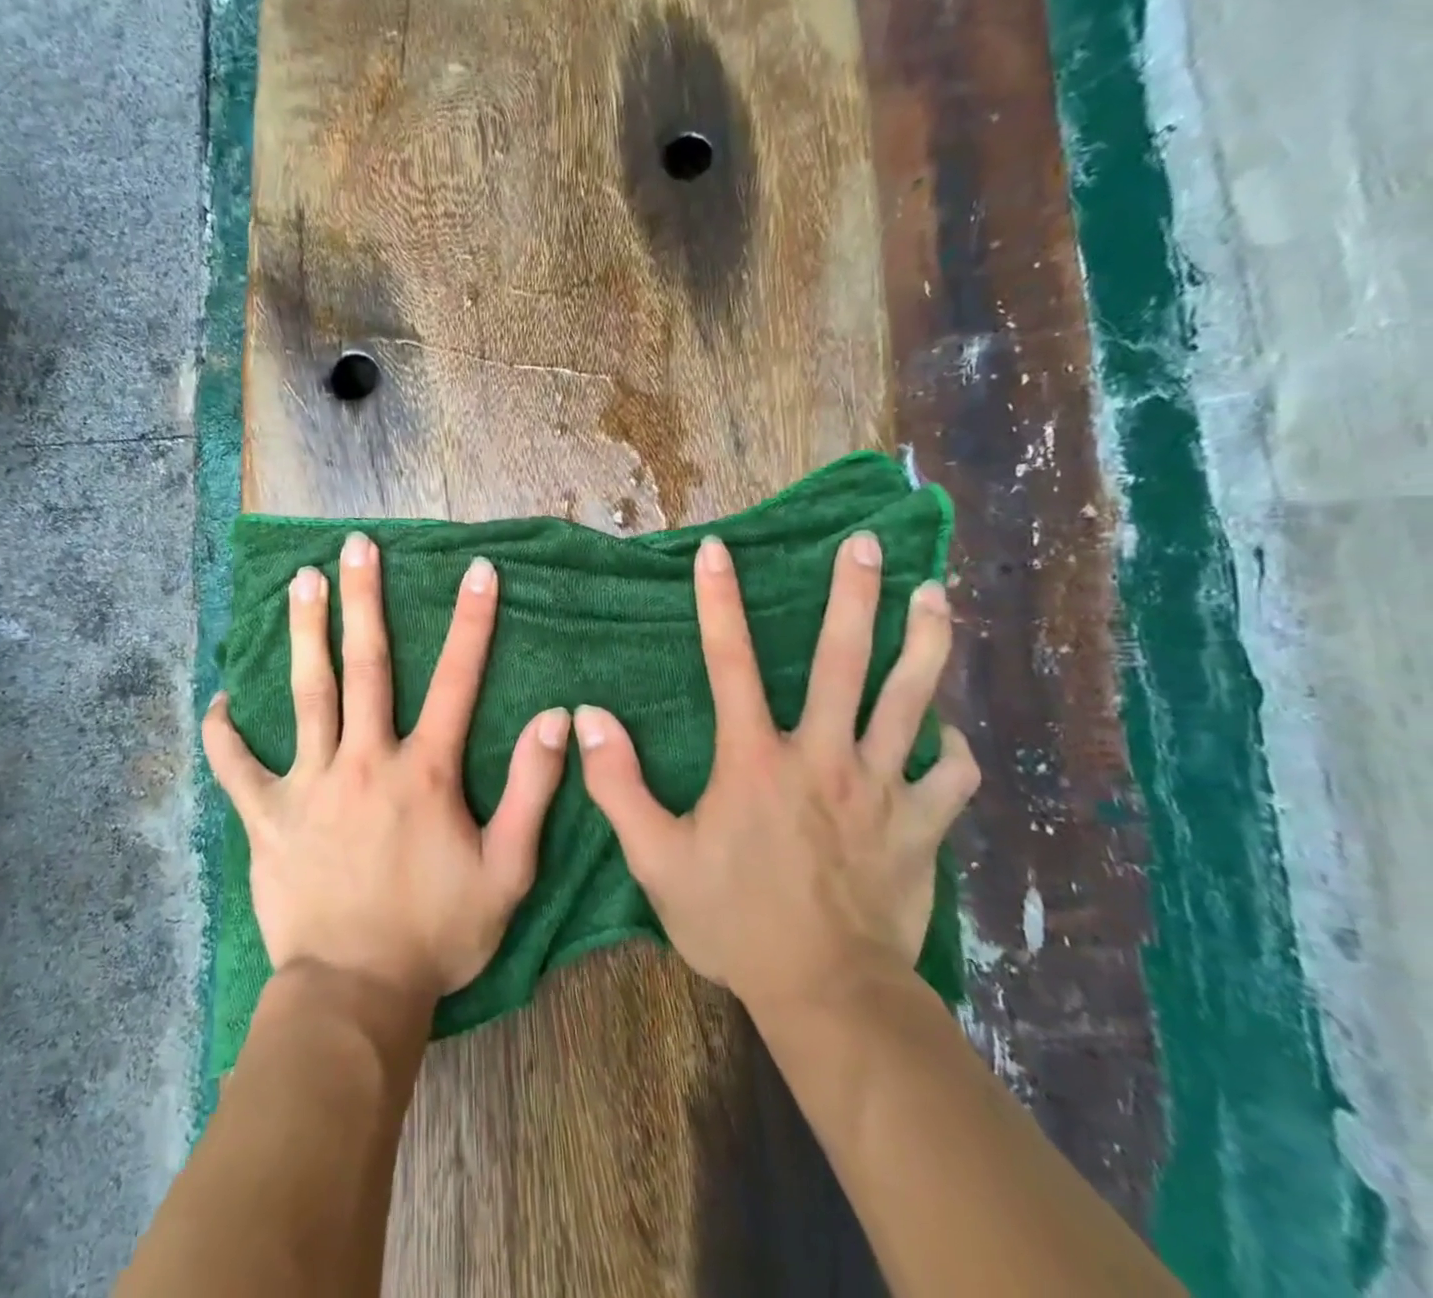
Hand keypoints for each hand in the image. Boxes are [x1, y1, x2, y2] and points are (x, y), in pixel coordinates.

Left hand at [203, 531, 570, 1002]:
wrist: (357, 994)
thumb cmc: (438, 934)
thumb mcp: (508, 872)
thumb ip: (532, 792)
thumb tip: (554, 719)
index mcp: (425, 772)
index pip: (457, 679)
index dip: (472, 621)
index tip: (477, 569)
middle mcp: (365, 761)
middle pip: (366, 665)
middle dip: (364, 599)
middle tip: (355, 546)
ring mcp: (310, 785)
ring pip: (306, 694)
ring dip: (305, 633)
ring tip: (300, 581)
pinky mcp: (268, 818)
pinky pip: (238, 767)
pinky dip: (225, 733)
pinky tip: (219, 700)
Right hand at [573, 531, 979, 1013]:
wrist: (826, 994)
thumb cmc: (733, 922)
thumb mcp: (655, 859)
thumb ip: (617, 785)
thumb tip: (586, 719)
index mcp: (754, 760)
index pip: (729, 661)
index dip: (718, 601)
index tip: (717, 550)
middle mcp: (822, 757)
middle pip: (843, 660)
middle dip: (853, 595)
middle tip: (867, 543)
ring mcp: (881, 788)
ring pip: (910, 701)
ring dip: (924, 643)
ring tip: (934, 595)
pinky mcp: (921, 826)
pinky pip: (950, 775)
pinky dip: (952, 749)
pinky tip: (948, 733)